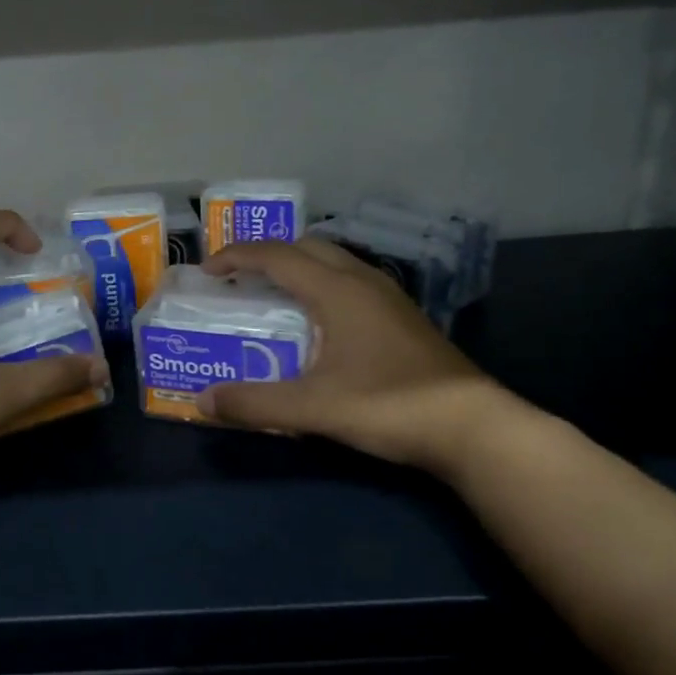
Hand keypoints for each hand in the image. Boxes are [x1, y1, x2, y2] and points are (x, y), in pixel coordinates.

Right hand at [200, 237, 511, 473]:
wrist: (473, 427)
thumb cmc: (389, 406)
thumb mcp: (314, 409)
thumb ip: (255, 404)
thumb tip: (202, 400)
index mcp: (337, 290)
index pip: (278, 256)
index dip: (238, 257)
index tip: (209, 271)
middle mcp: (363, 281)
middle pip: (308, 247)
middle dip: (268, 255)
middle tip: (240, 280)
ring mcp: (389, 297)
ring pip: (334, 262)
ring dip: (299, 268)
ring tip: (274, 297)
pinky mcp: (404, 317)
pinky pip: (352, 282)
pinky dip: (322, 286)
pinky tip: (320, 324)